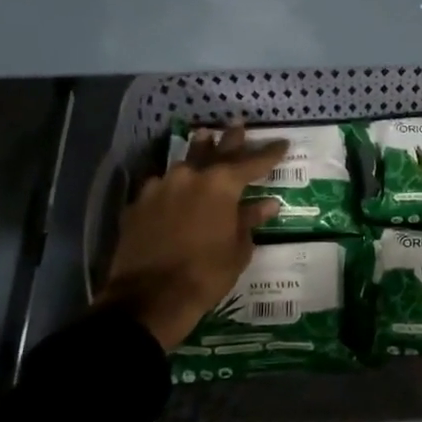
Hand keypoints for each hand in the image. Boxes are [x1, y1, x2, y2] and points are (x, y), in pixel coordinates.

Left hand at [97, 123, 287, 350]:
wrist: (150, 297)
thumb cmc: (206, 274)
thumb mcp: (238, 249)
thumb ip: (250, 221)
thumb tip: (267, 204)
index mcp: (221, 185)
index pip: (252, 163)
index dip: (269, 153)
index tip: (283, 143)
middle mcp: (190, 176)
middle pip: (215, 151)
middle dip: (230, 139)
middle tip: (238, 123)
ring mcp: (160, 187)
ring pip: (184, 162)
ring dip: (198, 151)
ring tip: (205, 137)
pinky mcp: (139, 203)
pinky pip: (162, 184)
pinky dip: (174, 182)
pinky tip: (175, 184)